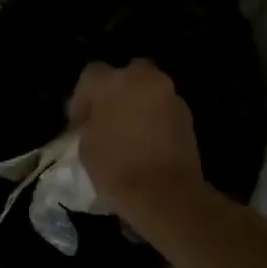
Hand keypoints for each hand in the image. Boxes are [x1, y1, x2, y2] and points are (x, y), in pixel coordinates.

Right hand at [67, 60, 204, 222]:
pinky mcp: (187, 115)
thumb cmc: (116, 169)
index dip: (82, 97)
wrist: (165, 194)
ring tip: (128, 131)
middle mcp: (143, 79)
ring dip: (138, 103)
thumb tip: (95, 122)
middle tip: (107, 116)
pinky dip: (155, 118)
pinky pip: (164, 108)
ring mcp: (169, 96)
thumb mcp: (86, 146)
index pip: (91, 74)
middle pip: (127, 73)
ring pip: (149, 89)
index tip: (79, 122)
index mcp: (112, 83)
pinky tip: (147, 141)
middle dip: (116, 91)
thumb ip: (90, 124)